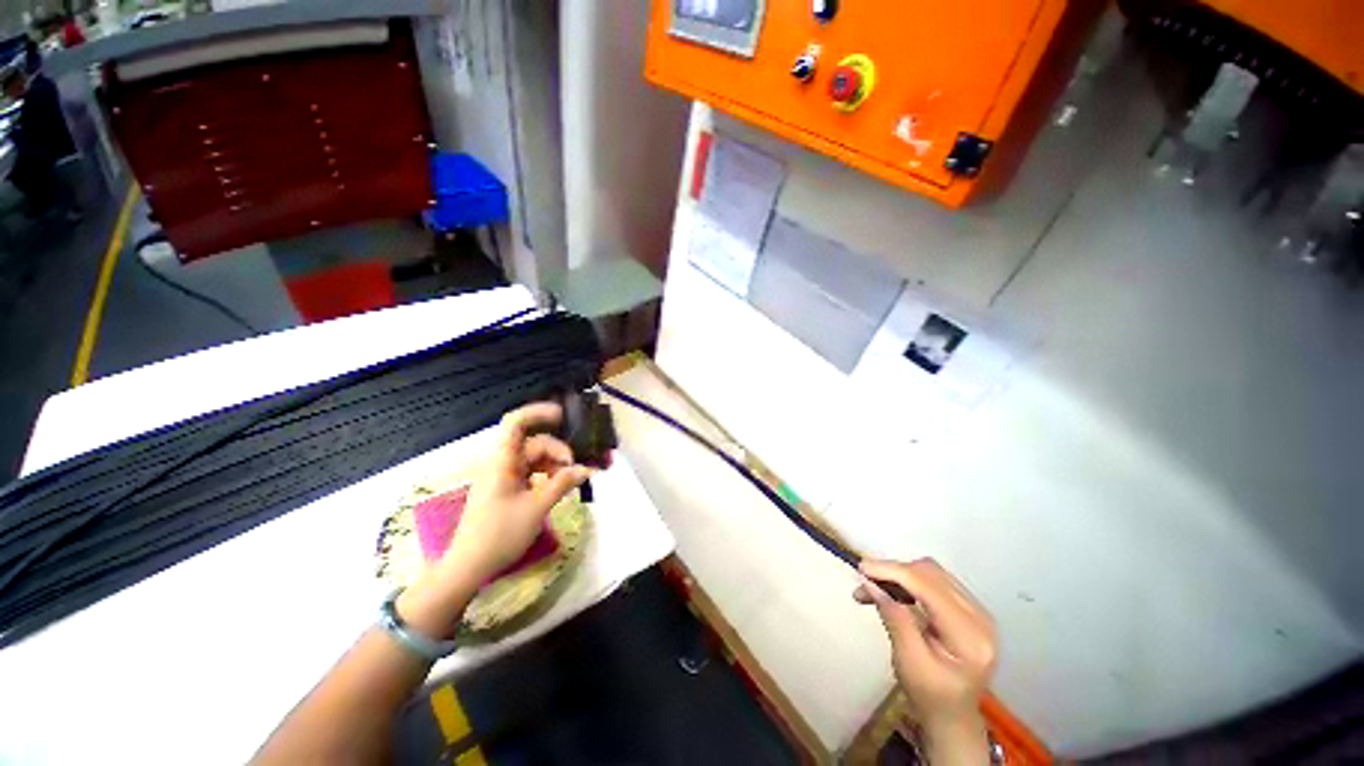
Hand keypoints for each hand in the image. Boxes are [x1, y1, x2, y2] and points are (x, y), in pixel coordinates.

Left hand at [443, 402, 592, 582]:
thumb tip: (586, 469)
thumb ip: (562, 483)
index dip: (538, 413)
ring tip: (570, 481)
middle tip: (576, 470)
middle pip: (533, 443)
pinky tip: (557, 487)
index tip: (563, 417)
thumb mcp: (537, 507)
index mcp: (503, 461)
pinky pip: (529, 471)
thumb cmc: (500, 534)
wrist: (469, 566)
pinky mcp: (505, 488)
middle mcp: (501, 463)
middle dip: (558, 450)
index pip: (516, 423)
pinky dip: (546, 475)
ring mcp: (502, 476)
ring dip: (554, 464)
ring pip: (534, 458)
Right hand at [856, 558, 996, 763]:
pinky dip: (909, 581)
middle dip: (894, 572)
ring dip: (899, 575)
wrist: (953, 717)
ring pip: (931, 572)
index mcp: (969, 636)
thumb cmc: (930, 696)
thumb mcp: (908, 662)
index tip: (861, 568)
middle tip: (864, 584)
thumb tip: (871, 582)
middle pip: (931, 573)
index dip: (893, 571)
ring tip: (874, 589)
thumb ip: (894, 619)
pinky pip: (935, 580)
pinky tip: (893, 593)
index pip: (928, 587)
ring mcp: (977, 611)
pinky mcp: (969, 609)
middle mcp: (980, 617)